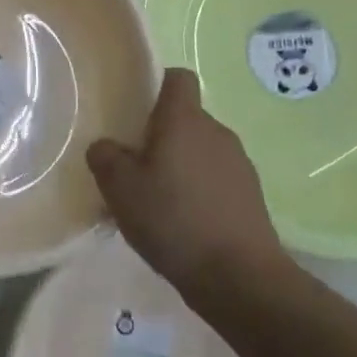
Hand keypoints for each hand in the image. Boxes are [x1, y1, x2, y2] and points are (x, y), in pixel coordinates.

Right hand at [87, 68, 287, 302]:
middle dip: (162, 137)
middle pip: (186, 119)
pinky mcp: (252, 197)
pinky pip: (218, 181)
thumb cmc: (174, 219)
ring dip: (182, 167)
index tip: (138, 112)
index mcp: (185, 119)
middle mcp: (217, 132)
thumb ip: (105, 157)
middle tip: (137, 168)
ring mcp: (240, 165)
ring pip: (202, 151)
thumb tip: (106, 146)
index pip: (178, 78)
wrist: (241, 278)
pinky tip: (184, 226)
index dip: (158, 86)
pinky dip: (201, 193)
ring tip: (159, 203)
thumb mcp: (119, 188)